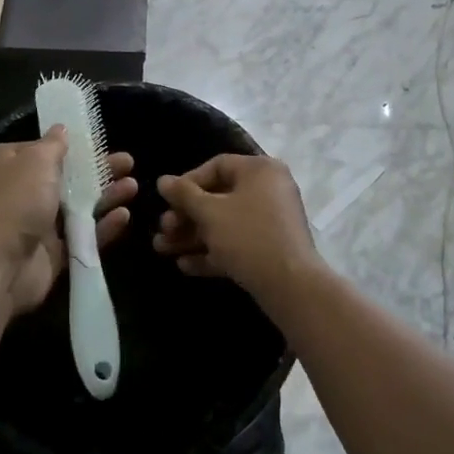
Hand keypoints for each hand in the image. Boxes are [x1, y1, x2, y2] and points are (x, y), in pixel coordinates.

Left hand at [0, 128, 136, 316]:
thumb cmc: (16, 202)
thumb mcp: (35, 160)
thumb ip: (54, 144)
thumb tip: (62, 129)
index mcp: (14, 164)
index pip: (46, 149)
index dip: (73, 145)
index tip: (100, 141)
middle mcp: (26, 191)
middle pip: (70, 177)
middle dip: (99, 169)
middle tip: (129, 162)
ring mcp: (41, 223)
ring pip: (80, 206)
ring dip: (106, 195)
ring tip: (132, 186)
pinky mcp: (55, 252)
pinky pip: (84, 236)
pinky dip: (104, 226)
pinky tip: (124, 216)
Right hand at [154, 155, 322, 302]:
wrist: (291, 287)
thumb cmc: (248, 236)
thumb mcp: (210, 213)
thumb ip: (183, 195)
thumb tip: (163, 180)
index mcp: (260, 170)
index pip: (217, 166)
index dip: (187, 182)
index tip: (167, 200)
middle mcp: (269, 190)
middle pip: (218, 197)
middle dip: (186, 216)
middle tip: (163, 230)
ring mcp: (272, 221)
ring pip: (225, 223)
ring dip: (192, 236)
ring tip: (162, 249)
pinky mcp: (271, 249)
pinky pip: (237, 243)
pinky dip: (212, 251)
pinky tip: (184, 265)